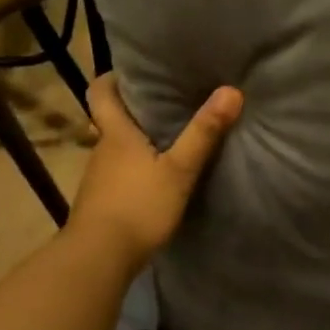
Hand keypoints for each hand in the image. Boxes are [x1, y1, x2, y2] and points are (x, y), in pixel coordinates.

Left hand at [68, 74, 242, 269]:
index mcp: (116, 134)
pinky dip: (135, 168)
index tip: (134, 72)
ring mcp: (98, 178)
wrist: (99, 258)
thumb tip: (231, 90)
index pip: (100, 92)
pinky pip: (119, 174)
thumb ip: (204, 132)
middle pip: (111, 119)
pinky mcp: (101, 202)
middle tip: (168, 101)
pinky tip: (156, 178)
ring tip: (169, 138)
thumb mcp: (180, 169)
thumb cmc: (138, 206)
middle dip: (135, 109)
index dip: (112, 78)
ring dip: (137, 141)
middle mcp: (102, 149)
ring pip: (116, 148)